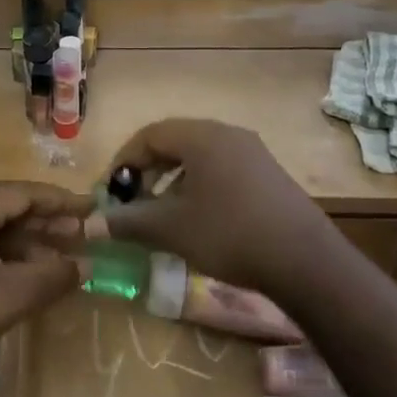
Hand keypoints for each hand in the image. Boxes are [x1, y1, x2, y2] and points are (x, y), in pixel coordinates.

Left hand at [0, 182, 89, 355]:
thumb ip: (53, 276)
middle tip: (82, 233)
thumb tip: (86, 265)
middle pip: (9, 210)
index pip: (23, 192)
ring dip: (30, 244)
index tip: (91, 206)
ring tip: (63, 258)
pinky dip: (10, 259)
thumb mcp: (12, 293)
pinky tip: (30, 277)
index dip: (59, 199)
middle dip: (47, 222)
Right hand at [87, 119, 330, 294]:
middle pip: (175, 143)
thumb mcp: (171, 229)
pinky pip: (222, 170)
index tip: (110, 190)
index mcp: (201, 136)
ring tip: (162, 214)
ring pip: (200, 158)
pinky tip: (198, 220)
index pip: (149, 135)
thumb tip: (90, 225)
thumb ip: (129, 222)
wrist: (306, 262)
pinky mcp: (269, 175)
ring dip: (173, 181)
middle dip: (147, 171)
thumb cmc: (229, 234)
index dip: (124, 161)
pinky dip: (199, 187)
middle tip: (132, 200)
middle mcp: (228, 134)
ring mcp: (253, 153)